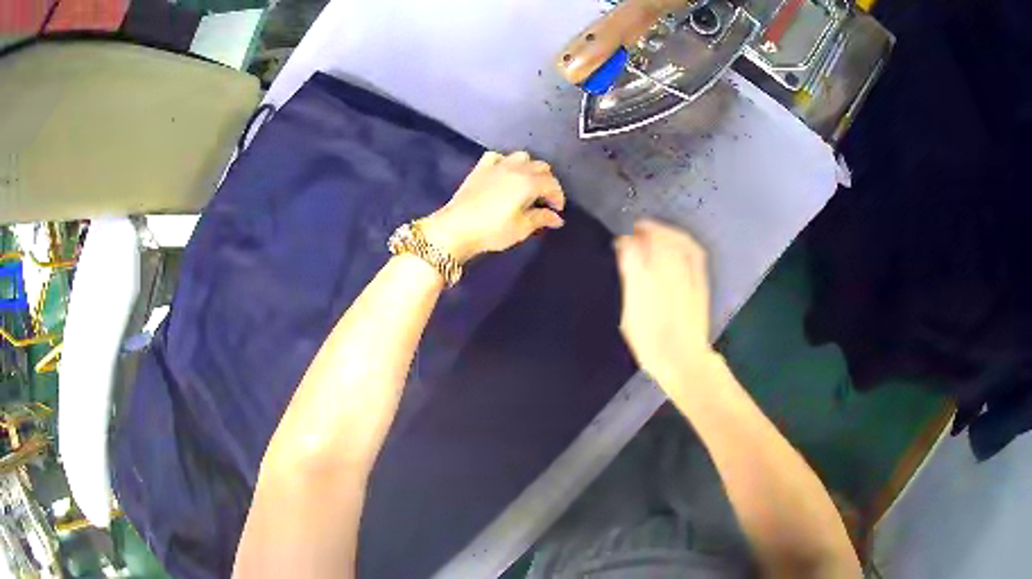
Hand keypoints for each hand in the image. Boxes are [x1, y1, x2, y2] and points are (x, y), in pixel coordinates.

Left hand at [419, 151, 565, 262]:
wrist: (455, 228)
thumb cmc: (492, 230)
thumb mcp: (521, 228)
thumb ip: (541, 219)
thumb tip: (557, 218)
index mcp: (529, 182)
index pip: (552, 184)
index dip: (558, 197)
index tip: (556, 211)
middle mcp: (516, 168)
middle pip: (541, 167)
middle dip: (547, 182)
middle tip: (544, 200)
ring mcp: (497, 165)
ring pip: (522, 157)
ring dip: (529, 168)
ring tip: (527, 185)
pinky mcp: (481, 167)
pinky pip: (498, 157)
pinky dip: (506, 162)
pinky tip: (504, 174)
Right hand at [615, 220, 714, 385]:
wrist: (682, 359)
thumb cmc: (649, 344)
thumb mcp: (628, 317)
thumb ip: (629, 284)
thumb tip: (625, 257)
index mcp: (641, 281)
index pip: (629, 248)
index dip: (623, 242)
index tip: (618, 243)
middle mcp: (663, 271)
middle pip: (653, 238)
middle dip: (642, 231)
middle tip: (633, 231)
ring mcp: (684, 274)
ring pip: (673, 239)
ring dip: (662, 230)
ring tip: (652, 230)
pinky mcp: (699, 279)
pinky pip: (693, 250)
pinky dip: (684, 240)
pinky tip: (677, 239)